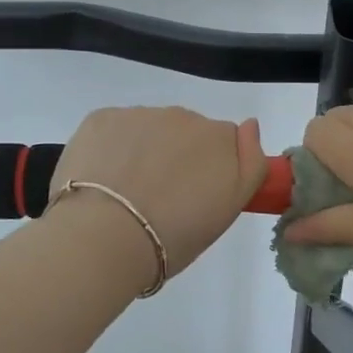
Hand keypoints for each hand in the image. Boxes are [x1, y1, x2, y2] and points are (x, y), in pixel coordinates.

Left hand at [48, 107, 269, 276]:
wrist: (105, 237)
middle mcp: (182, 116)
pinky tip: (103, 180)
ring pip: (148, 129)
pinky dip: (111, 148)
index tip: (195, 196)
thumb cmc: (175, 234)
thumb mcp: (229, 209)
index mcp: (217, 138)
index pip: (223, 142)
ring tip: (127, 194)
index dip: (210, 168)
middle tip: (161, 199)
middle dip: (177, 156)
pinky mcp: (101, 118)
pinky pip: (114, 129)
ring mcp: (139, 114)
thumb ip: (250, 163)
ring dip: (143, 151)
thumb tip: (250, 125)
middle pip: (185, 132)